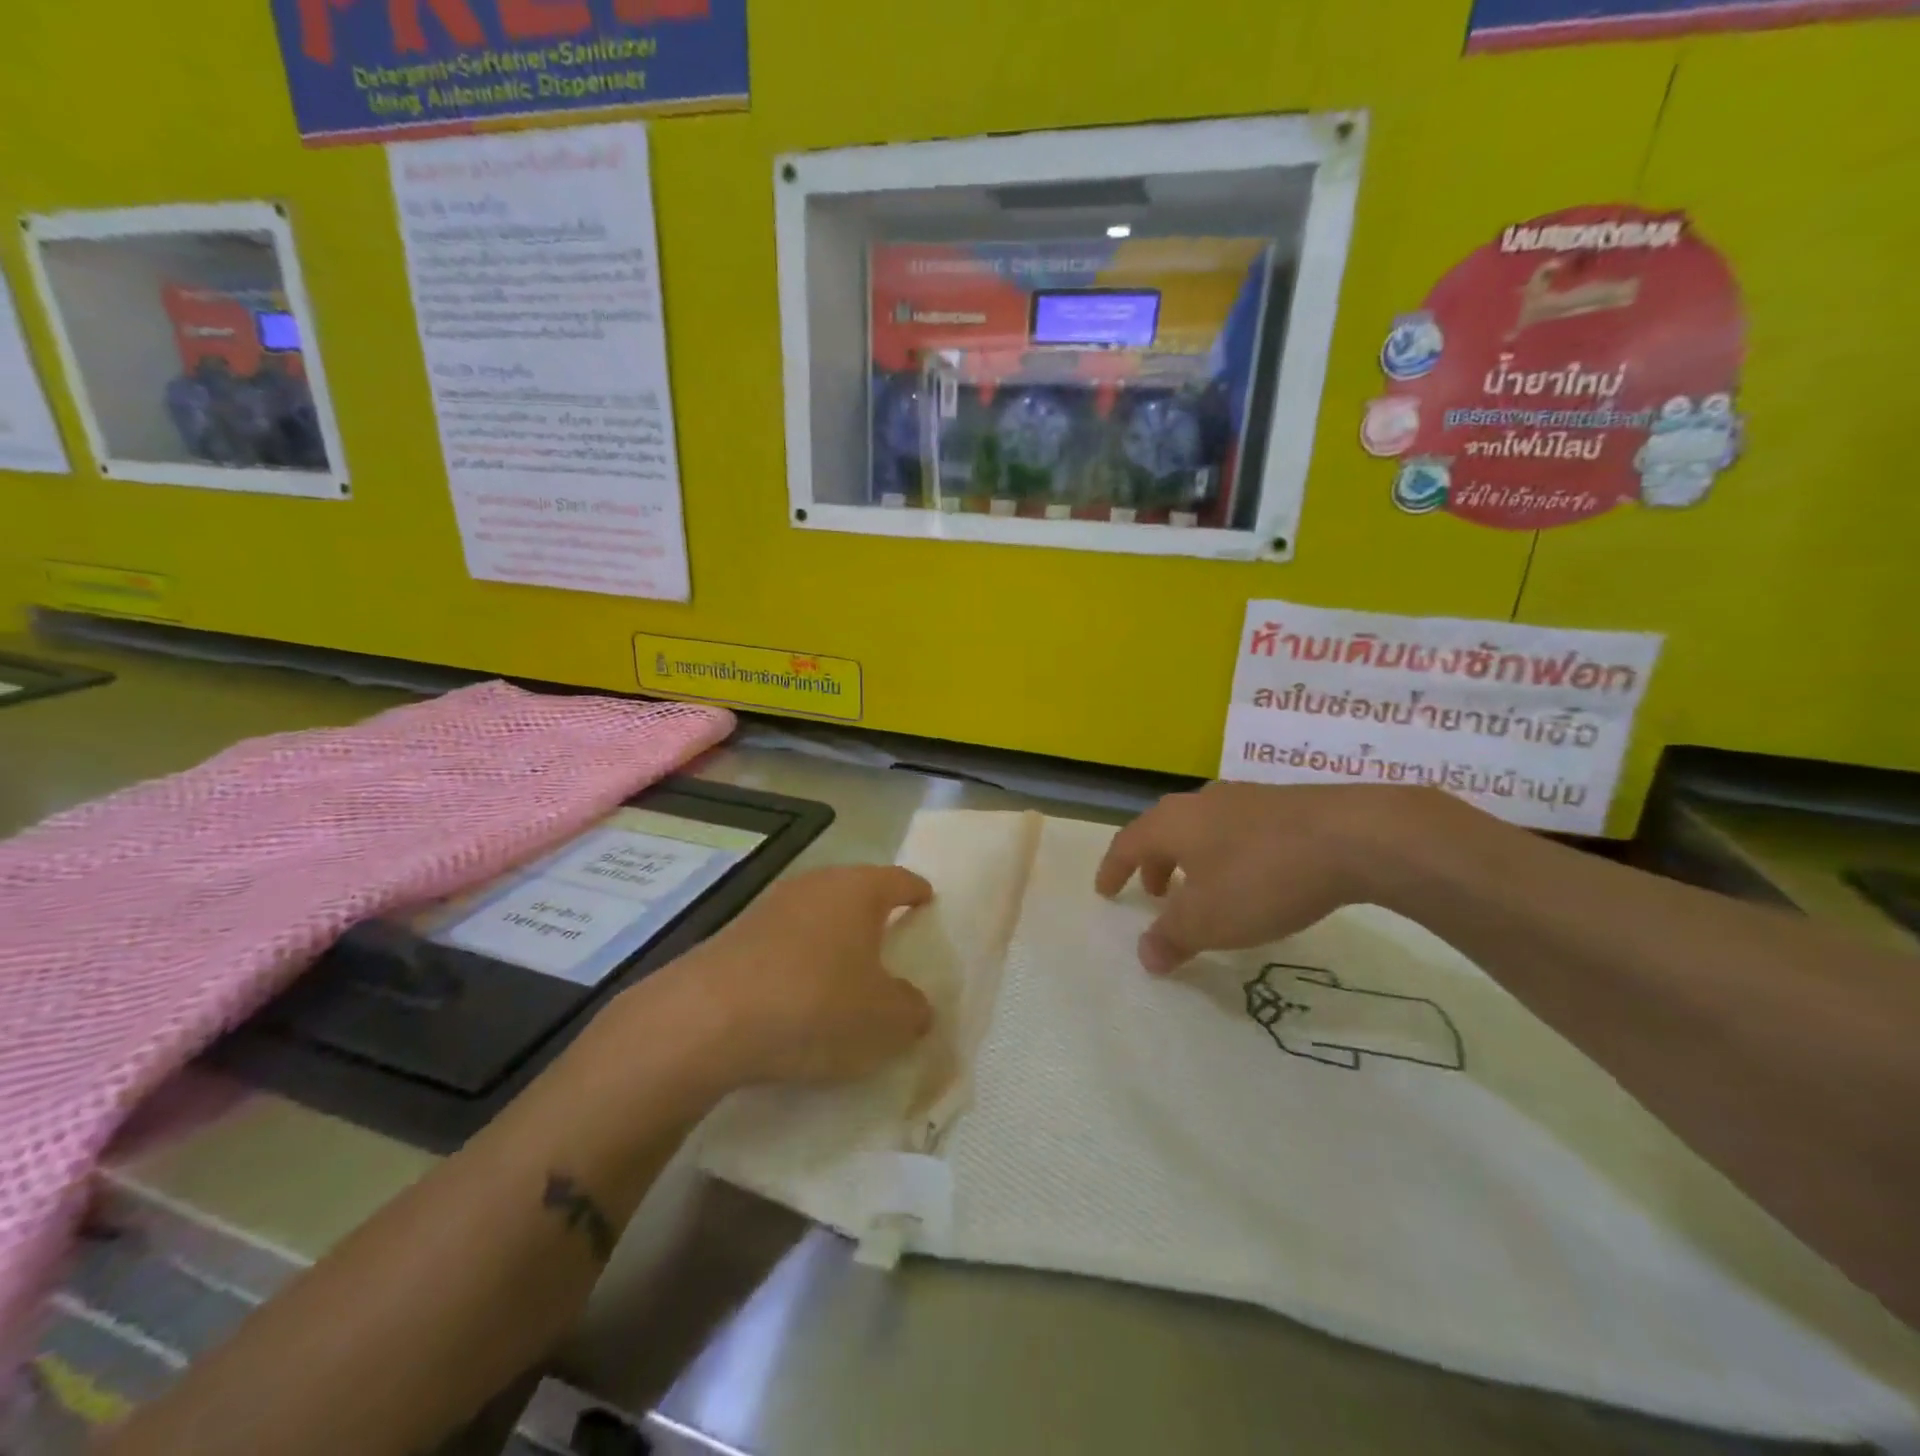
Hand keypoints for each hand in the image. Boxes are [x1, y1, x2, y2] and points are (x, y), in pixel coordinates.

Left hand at [639, 865, 934, 1088]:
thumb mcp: (885, 1019)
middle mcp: (816, 885)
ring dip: (833, 937)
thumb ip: (912, 1010)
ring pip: (817, 914)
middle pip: (855, 891)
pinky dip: (799, 959)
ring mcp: (771, 906)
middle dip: (874, 912)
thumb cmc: (815, 1004)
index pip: (900, 880)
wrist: (707, 1018)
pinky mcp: (735, 934)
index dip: (917, 891)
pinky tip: (798, 993)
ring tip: (845, 970)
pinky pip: (784, 940)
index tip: (927, 899)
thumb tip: (914, 1006)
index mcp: (859, 890)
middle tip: (891, 938)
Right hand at [1095, 783, 1452, 973]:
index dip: (1113, 870)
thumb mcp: (1209, 920)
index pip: (1127, 844)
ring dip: (1190, 859)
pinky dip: (1225, 854)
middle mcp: (1200, 802)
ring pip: (1201, 828)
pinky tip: (1251, 877)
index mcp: (1172, 823)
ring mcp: (1244, 798)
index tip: (1105, 892)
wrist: (1352, 836)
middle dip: (1153, 864)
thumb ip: (1172, 938)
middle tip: (1154, 893)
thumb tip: (1146, 955)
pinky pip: (1236, 829)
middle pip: (1162, 830)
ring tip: (1202, 888)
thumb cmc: (1261, 877)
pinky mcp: (1283, 804)